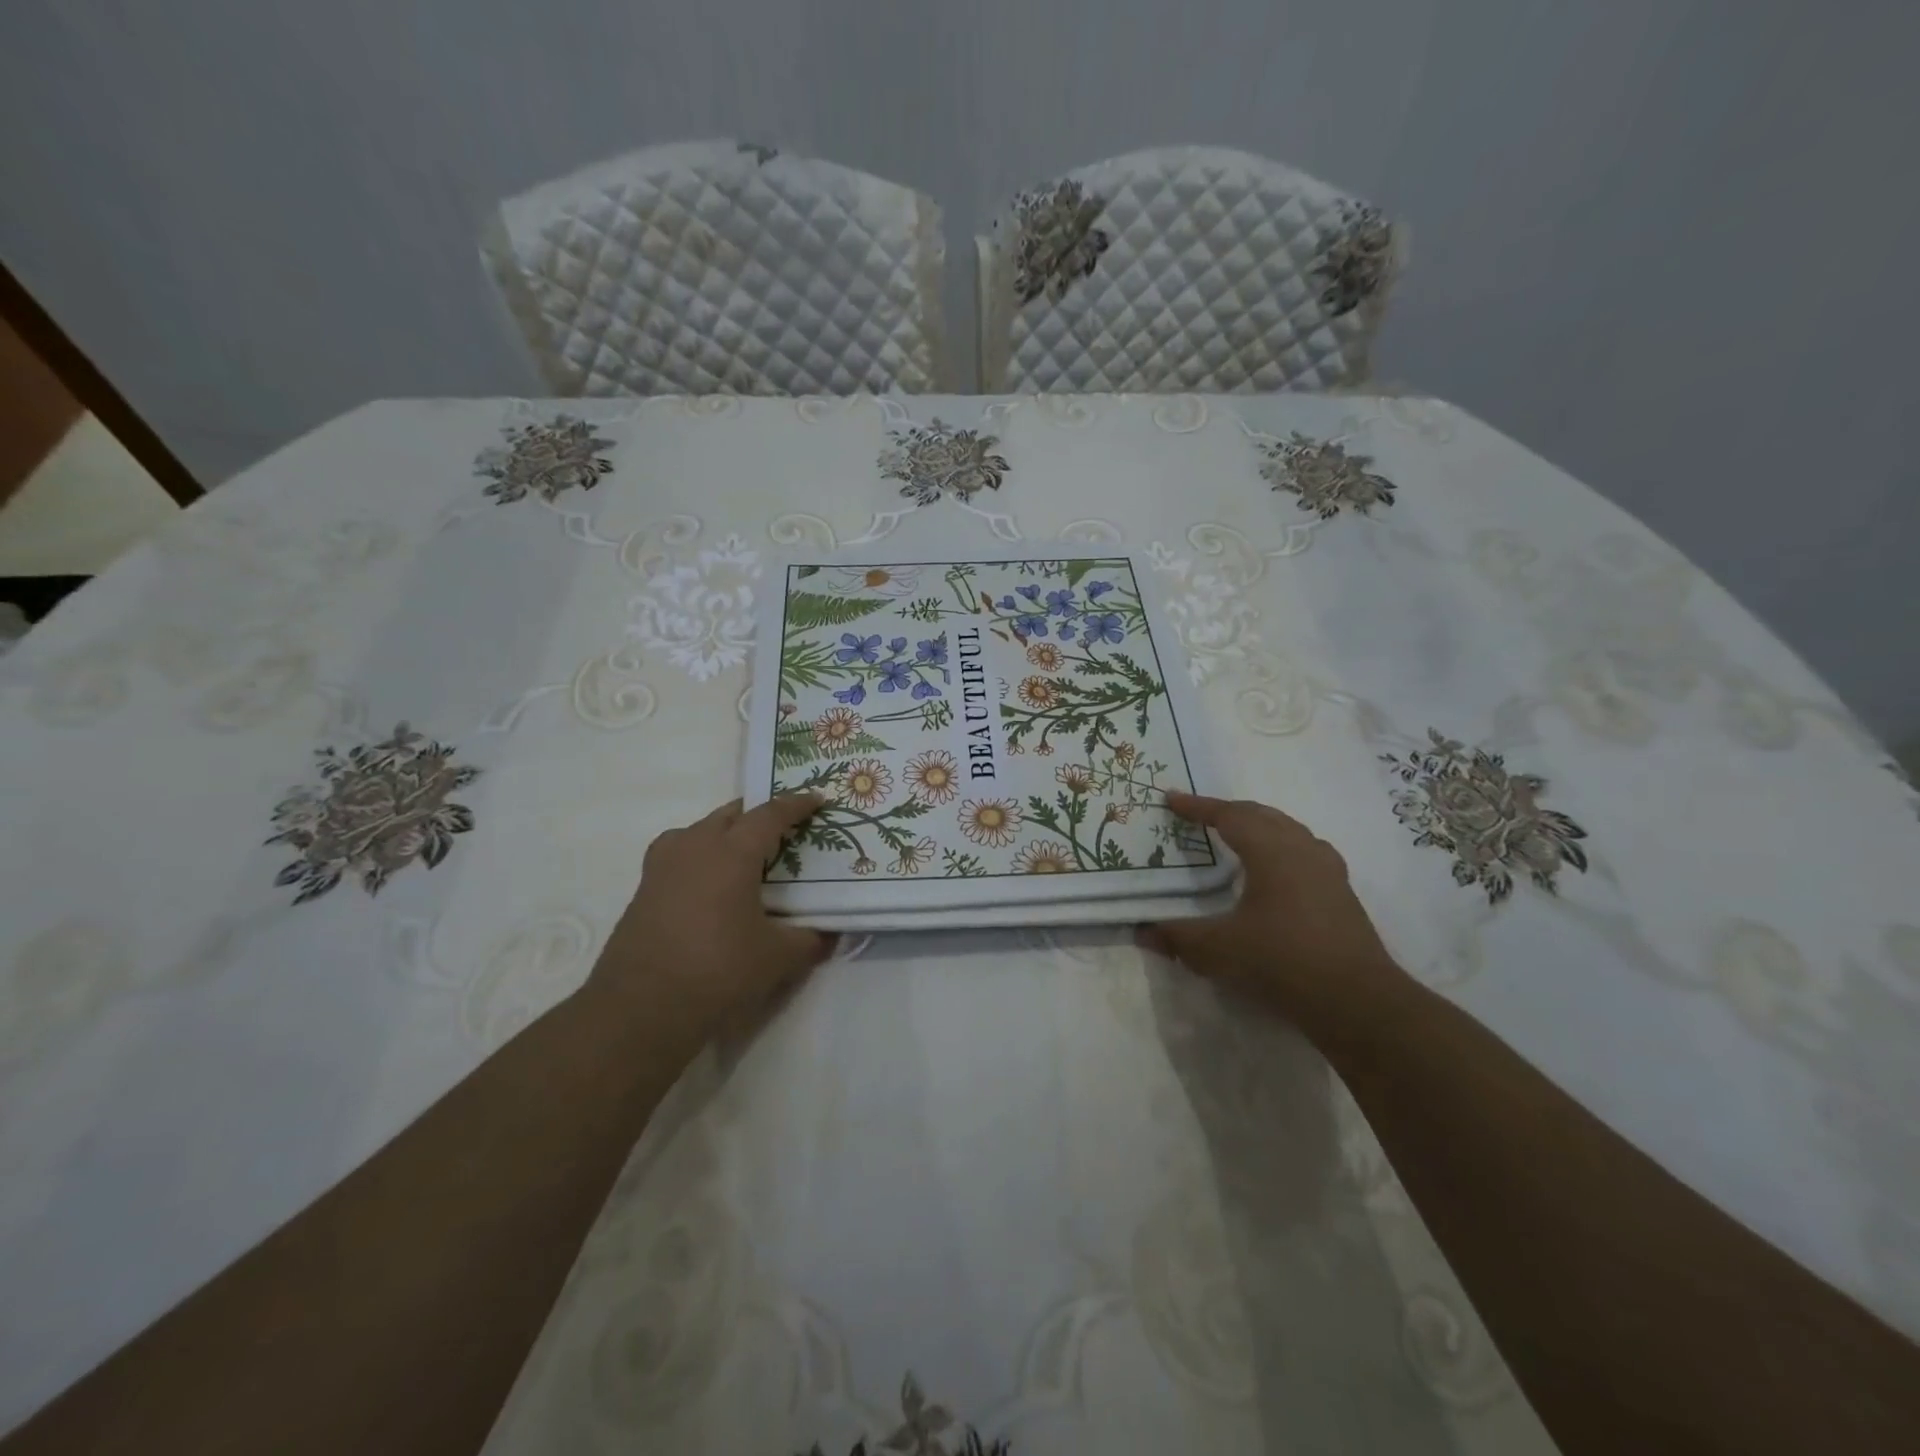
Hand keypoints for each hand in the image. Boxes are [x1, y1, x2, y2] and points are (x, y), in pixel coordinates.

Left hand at [591, 795, 832, 1041]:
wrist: (641, 1009)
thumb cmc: (718, 971)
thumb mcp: (778, 958)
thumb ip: (810, 939)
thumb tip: (830, 934)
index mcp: (731, 852)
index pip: (770, 815)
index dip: (796, 805)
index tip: (817, 800)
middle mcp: (694, 847)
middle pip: (730, 814)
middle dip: (757, 815)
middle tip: (782, 830)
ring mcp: (662, 867)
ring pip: (698, 831)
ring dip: (723, 832)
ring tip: (742, 853)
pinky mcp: (643, 890)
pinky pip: (678, 855)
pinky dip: (699, 856)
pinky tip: (708, 884)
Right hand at [1139, 792, 1405, 1026]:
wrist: (1357, 1001)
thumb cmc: (1282, 962)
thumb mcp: (1218, 950)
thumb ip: (1177, 937)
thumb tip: (1142, 932)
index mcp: (1271, 851)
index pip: (1229, 816)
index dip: (1198, 807)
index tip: (1171, 799)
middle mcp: (1302, 850)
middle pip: (1262, 815)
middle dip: (1228, 811)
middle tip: (1200, 816)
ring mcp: (1328, 871)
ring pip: (1289, 830)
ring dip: (1259, 826)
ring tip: (1238, 835)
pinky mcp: (1342, 894)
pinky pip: (1305, 852)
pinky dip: (1281, 847)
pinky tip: (1277, 871)